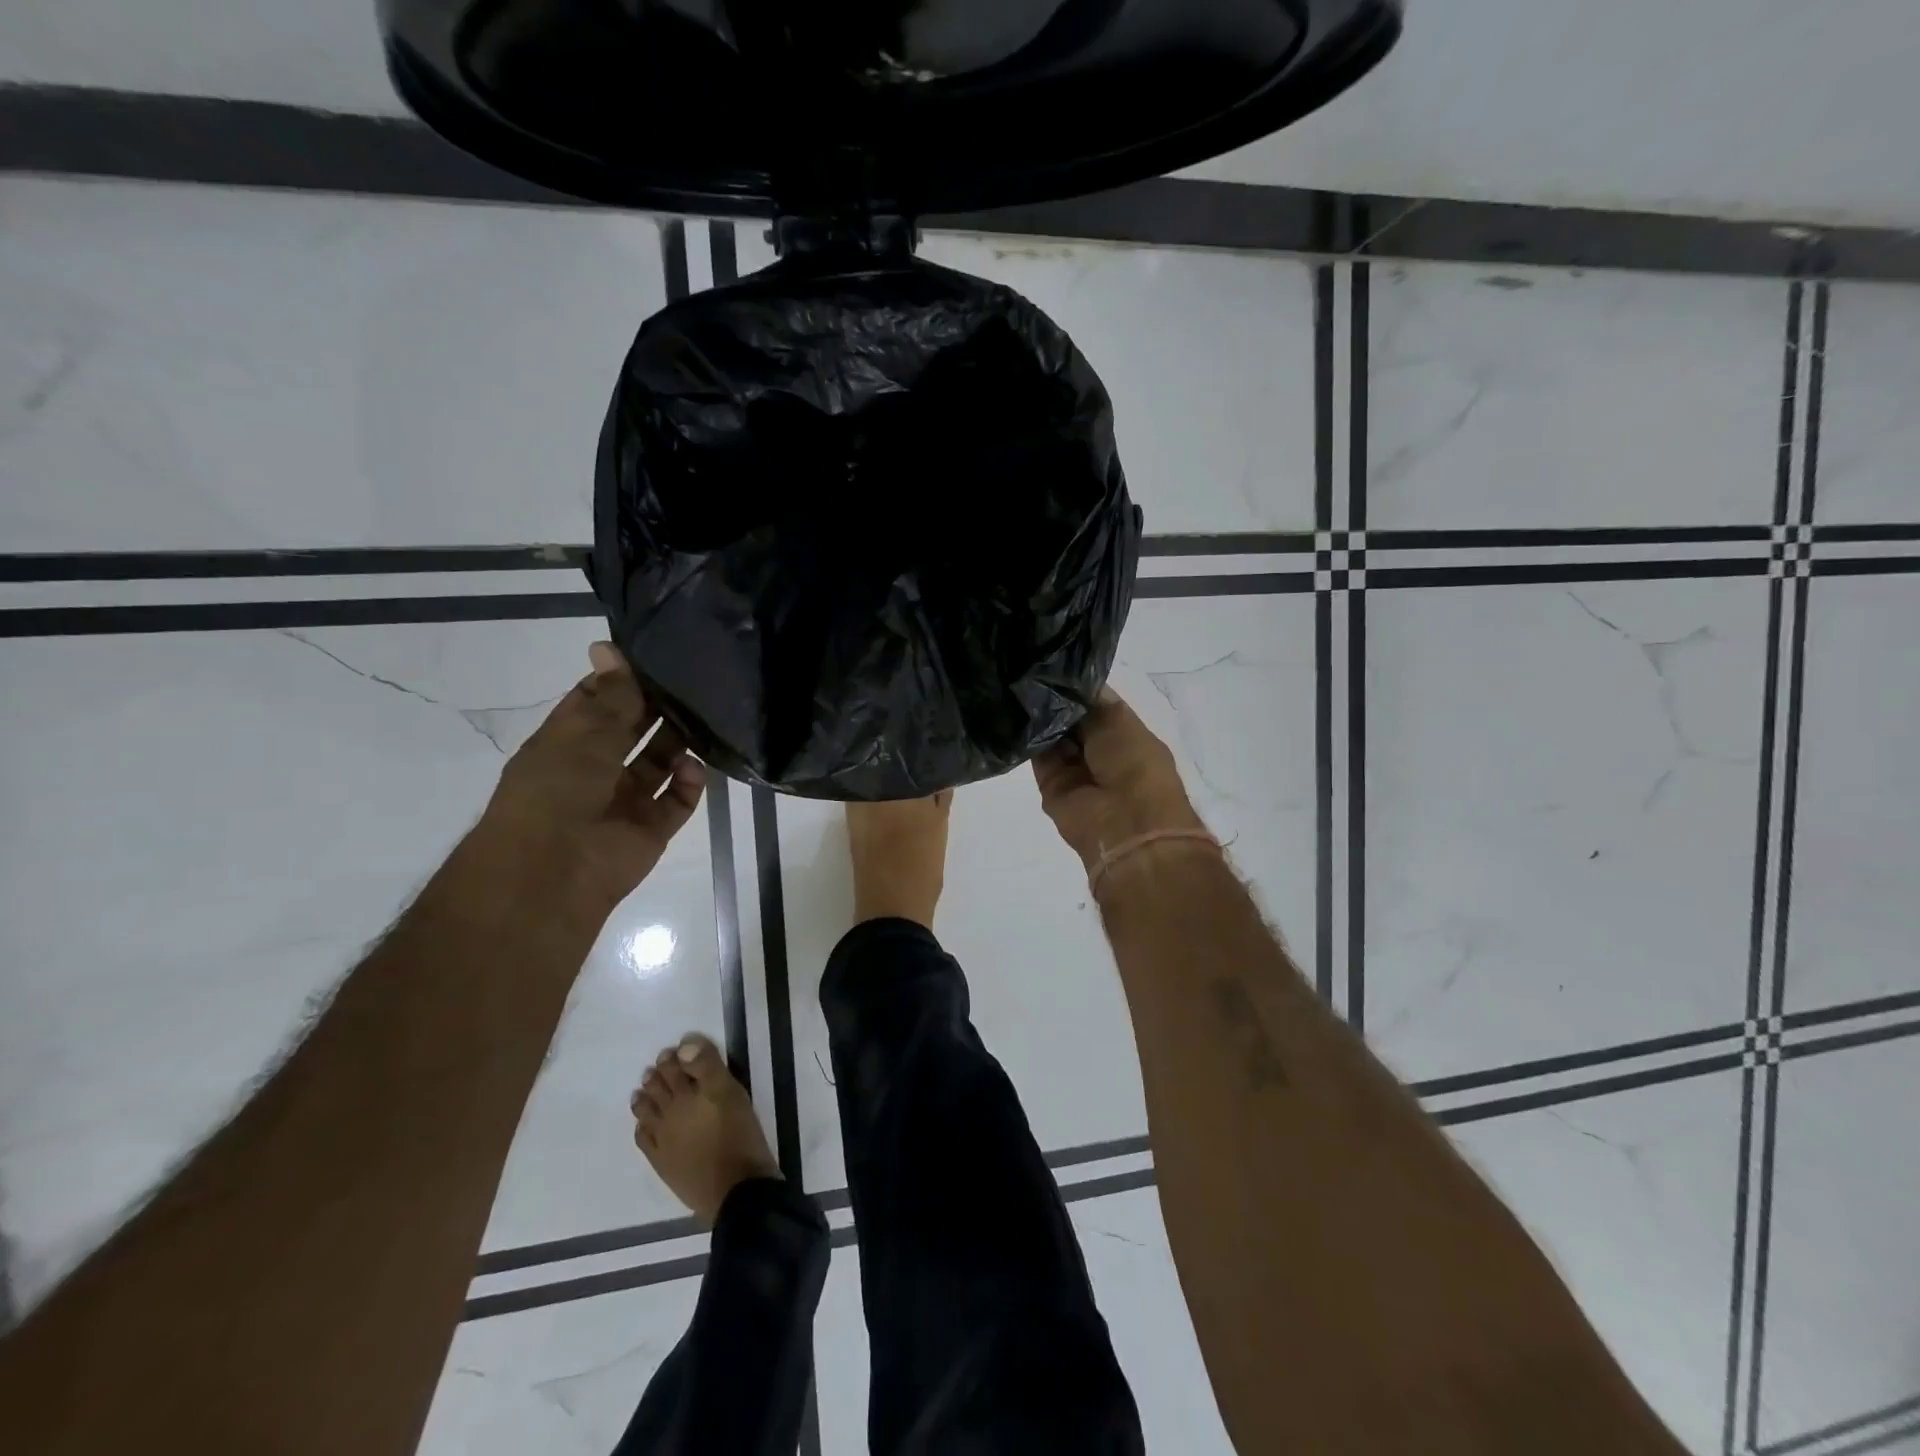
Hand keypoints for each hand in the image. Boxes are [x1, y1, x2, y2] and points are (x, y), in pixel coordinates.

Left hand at [481, 642, 705, 909]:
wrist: (554, 871)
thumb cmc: (557, 790)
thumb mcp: (583, 733)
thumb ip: (609, 695)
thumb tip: (609, 647)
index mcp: (567, 743)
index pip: (596, 703)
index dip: (622, 681)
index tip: (656, 658)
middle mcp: (595, 769)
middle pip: (632, 731)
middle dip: (657, 710)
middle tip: (693, 684)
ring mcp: (625, 800)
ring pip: (658, 763)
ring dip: (678, 744)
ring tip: (703, 720)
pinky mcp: (651, 828)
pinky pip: (678, 800)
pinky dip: (690, 783)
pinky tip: (695, 768)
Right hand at [1032, 688, 1207, 877]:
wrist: (1124, 823)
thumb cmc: (1134, 765)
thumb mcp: (1118, 720)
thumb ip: (1091, 702)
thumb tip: (1068, 685)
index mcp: (1124, 736)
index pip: (1094, 705)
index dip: (1076, 688)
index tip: (1052, 666)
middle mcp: (1098, 752)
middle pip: (1070, 720)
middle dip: (1055, 700)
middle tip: (1029, 673)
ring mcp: (1074, 770)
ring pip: (1051, 737)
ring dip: (1039, 717)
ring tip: (1017, 687)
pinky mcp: (1050, 786)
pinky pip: (1036, 757)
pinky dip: (1027, 738)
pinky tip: (1013, 712)